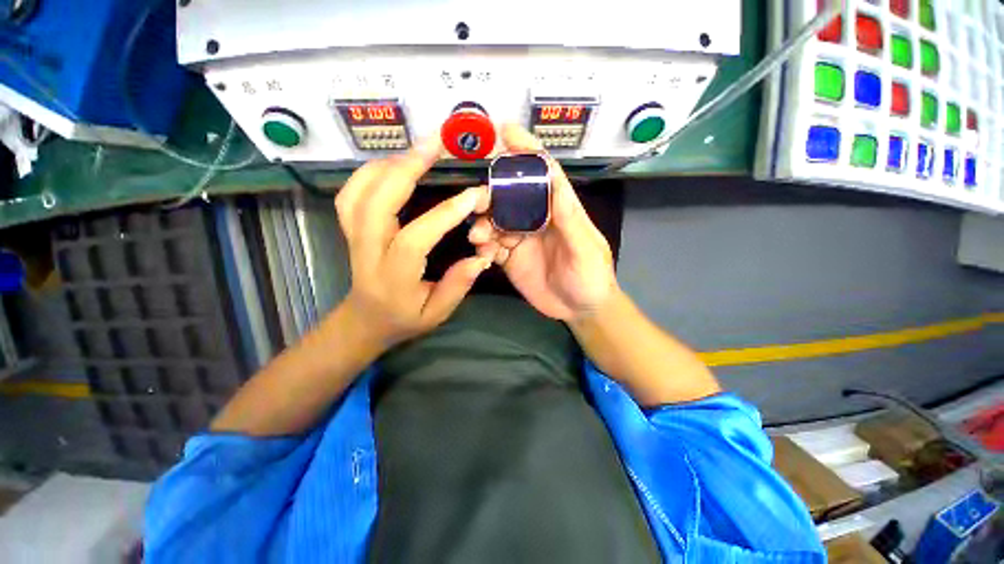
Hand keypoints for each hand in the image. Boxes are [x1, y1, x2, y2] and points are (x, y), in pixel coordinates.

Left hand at [336, 138, 491, 351]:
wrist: (365, 320)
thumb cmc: (404, 318)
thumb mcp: (436, 313)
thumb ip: (458, 286)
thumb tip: (481, 257)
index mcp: (392, 277)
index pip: (414, 239)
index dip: (445, 215)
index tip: (473, 196)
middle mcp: (368, 251)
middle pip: (377, 201)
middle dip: (407, 168)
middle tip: (437, 145)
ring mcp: (353, 236)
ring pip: (359, 190)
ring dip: (389, 163)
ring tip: (419, 150)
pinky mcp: (351, 227)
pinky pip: (351, 192)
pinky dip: (370, 171)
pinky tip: (393, 164)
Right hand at [469, 125, 616, 320]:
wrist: (580, 310)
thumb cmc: (591, 277)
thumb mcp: (585, 248)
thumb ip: (569, 218)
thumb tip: (553, 179)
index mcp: (559, 209)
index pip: (544, 173)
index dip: (527, 151)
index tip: (506, 132)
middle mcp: (537, 219)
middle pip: (510, 196)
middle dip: (492, 195)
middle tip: (478, 203)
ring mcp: (521, 238)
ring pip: (495, 221)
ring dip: (483, 224)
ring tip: (480, 237)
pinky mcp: (510, 258)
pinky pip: (491, 246)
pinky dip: (484, 246)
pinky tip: (484, 254)